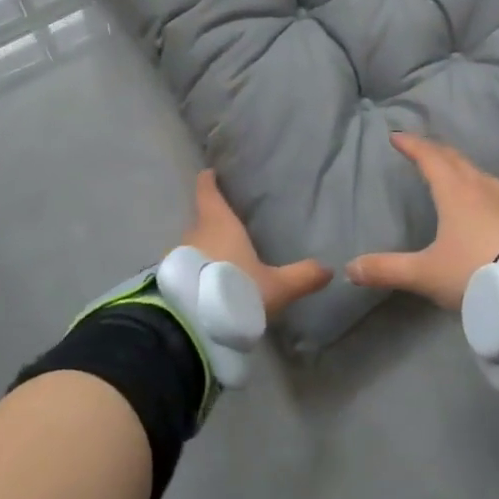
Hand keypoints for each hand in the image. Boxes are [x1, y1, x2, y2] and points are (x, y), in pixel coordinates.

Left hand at [182, 170, 332, 319]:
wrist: (192, 325)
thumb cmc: (236, 289)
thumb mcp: (276, 287)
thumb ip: (302, 276)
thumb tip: (328, 269)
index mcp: (219, 224)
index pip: (208, 193)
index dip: (208, 182)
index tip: (209, 173)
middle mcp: (194, 234)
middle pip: (201, 221)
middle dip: (211, 222)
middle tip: (228, 226)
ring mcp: (177, 258)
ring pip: (192, 246)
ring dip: (203, 250)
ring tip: (219, 258)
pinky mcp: (170, 281)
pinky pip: (185, 268)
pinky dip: (195, 271)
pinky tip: (207, 285)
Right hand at [345, 132, 498, 309]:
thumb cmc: (476, 269)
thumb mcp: (426, 273)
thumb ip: (388, 270)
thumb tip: (349, 268)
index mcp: (454, 191)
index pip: (429, 158)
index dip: (412, 145)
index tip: (397, 136)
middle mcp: (481, 187)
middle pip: (455, 159)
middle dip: (435, 151)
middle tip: (421, 148)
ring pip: (478, 174)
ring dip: (460, 168)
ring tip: (450, 172)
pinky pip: (494, 192)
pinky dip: (480, 188)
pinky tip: (483, 203)